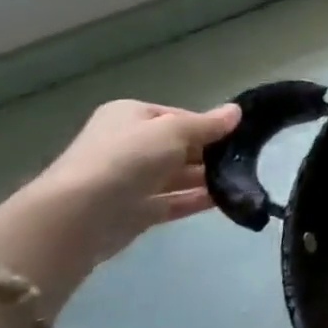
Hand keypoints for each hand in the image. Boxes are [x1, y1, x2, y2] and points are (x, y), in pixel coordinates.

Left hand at [0, 101, 240, 295]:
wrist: (79, 216)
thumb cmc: (127, 158)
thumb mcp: (174, 130)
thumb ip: (208, 124)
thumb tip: (237, 112)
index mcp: (130, 116)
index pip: (178, 116)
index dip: (208, 125)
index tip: (238, 134)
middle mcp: (127, 144)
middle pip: (179, 146)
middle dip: (210, 153)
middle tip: (248, 158)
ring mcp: (129, 180)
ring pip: (178, 175)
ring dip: (208, 178)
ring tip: (244, 179)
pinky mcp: (134, 211)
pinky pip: (174, 201)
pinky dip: (198, 200)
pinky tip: (227, 199)